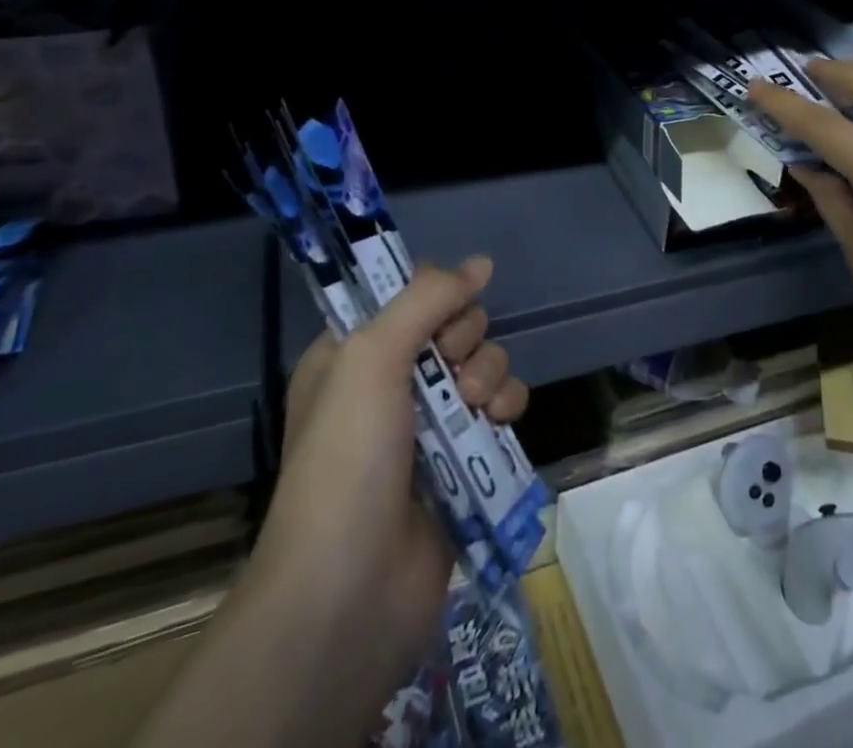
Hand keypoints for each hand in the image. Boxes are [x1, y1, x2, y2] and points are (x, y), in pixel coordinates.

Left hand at [245, 256, 528, 737]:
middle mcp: (389, 383)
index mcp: (352, 355)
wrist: (351, 589)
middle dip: (465, 337)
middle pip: (452, 325)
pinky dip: (505, 405)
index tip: (444, 308)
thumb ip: (427, 299)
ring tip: (475, 404)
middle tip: (451, 366)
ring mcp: (428, 424)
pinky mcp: (463, 459)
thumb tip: (482, 262)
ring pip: (481, 363)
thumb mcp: (372, 358)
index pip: (405, 295)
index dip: (433, 293)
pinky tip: (498, 420)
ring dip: (488, 372)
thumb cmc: (347, 458)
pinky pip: (499, 406)